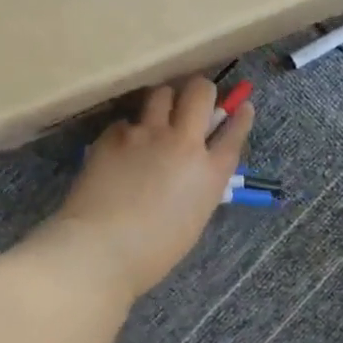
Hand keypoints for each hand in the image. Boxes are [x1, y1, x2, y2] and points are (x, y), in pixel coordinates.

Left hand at [51, 78, 253, 302]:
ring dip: (164, 101)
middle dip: (201, 91)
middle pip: (200, 93)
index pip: (234, 131)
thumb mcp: (193, 218)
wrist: (100, 250)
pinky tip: (120, 150)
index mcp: (210, 172)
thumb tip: (193, 170)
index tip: (242, 106)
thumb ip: (200, 186)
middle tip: (194, 101)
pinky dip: (128, 132)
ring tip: (157, 116)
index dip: (241, 116)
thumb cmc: (153, 252)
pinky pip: (126, 121)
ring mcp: (147, 134)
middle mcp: (184, 143)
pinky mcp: (114, 135)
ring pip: (162, 93)